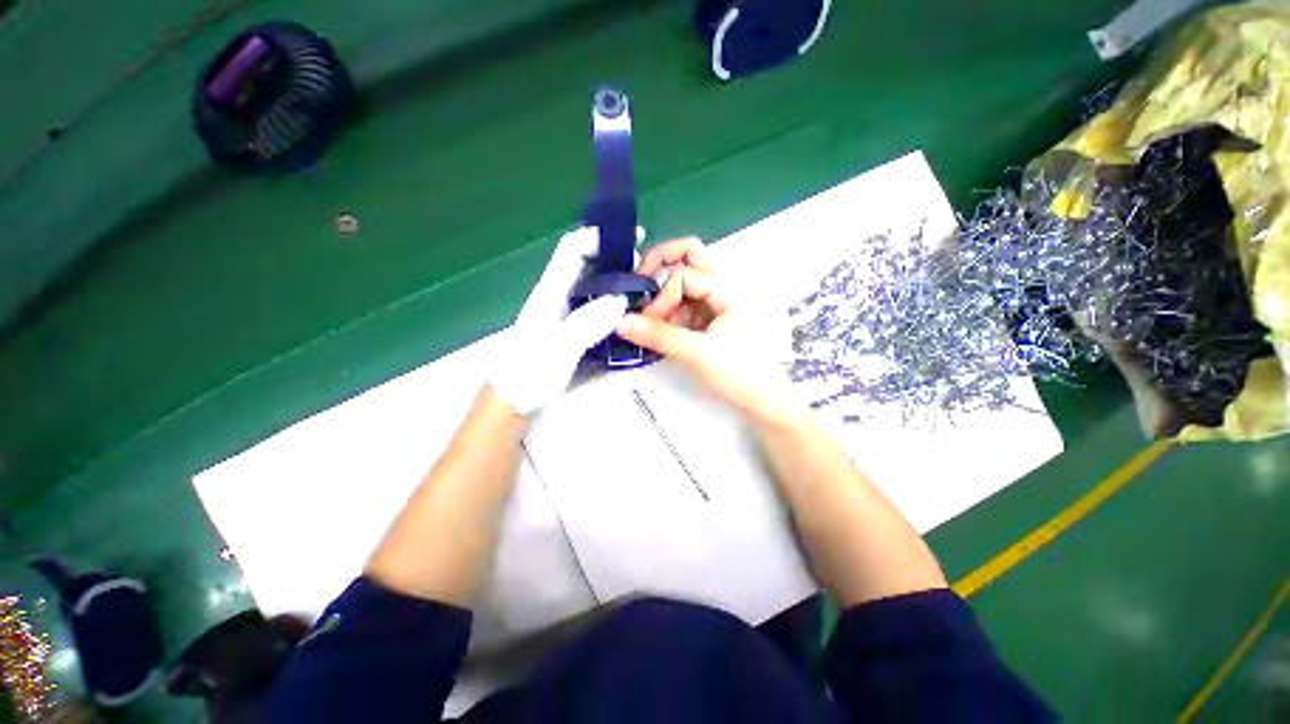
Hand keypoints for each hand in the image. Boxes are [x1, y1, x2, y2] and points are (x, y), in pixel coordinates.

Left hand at [490, 227, 626, 415]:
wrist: (513, 398)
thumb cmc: (529, 372)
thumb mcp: (559, 348)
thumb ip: (588, 322)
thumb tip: (621, 298)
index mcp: (551, 291)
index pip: (573, 250)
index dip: (599, 237)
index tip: (633, 238)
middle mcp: (558, 295)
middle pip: (587, 263)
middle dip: (616, 258)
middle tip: (646, 271)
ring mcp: (565, 311)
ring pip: (594, 284)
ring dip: (618, 280)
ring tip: (644, 289)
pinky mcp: (572, 327)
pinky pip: (597, 306)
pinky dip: (615, 302)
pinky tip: (630, 312)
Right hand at [616, 238, 804, 426]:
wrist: (766, 401)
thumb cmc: (741, 374)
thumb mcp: (697, 353)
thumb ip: (658, 336)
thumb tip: (620, 322)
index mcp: (730, 289)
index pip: (685, 276)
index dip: (661, 295)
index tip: (646, 321)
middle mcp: (727, 288)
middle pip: (691, 259)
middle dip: (661, 266)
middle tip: (638, 284)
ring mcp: (721, 304)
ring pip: (687, 284)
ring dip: (665, 298)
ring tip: (650, 321)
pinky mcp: (715, 320)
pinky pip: (688, 306)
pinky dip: (672, 314)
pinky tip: (662, 331)